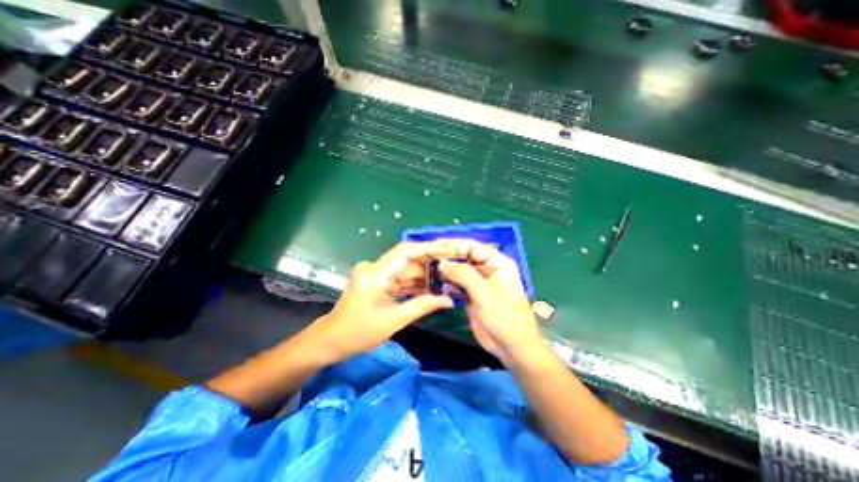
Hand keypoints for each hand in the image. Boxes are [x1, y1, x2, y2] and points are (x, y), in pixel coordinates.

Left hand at [308, 243, 455, 358]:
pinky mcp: (377, 281)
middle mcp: (374, 268)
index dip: (427, 249)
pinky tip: (431, 289)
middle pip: (407, 261)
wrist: (332, 340)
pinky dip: (414, 285)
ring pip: (405, 270)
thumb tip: (448, 300)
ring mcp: (375, 274)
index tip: (447, 252)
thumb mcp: (393, 320)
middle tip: (452, 271)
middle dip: (429, 267)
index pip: (404, 251)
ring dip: (424, 277)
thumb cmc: (359, 332)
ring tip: (447, 280)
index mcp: (375, 273)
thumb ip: (422, 306)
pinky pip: (399, 279)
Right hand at [437, 240, 541, 364]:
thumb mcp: (484, 294)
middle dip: (446, 256)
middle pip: (464, 256)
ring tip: (426, 267)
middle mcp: (488, 268)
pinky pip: (457, 282)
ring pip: (459, 269)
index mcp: (497, 263)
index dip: (452, 245)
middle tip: (426, 256)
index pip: (472, 246)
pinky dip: (447, 281)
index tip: (433, 247)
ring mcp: (479, 281)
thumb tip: (442, 262)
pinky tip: (434, 281)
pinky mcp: (473, 293)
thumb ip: (464, 275)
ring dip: (445, 269)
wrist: (512, 347)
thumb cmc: (504, 318)